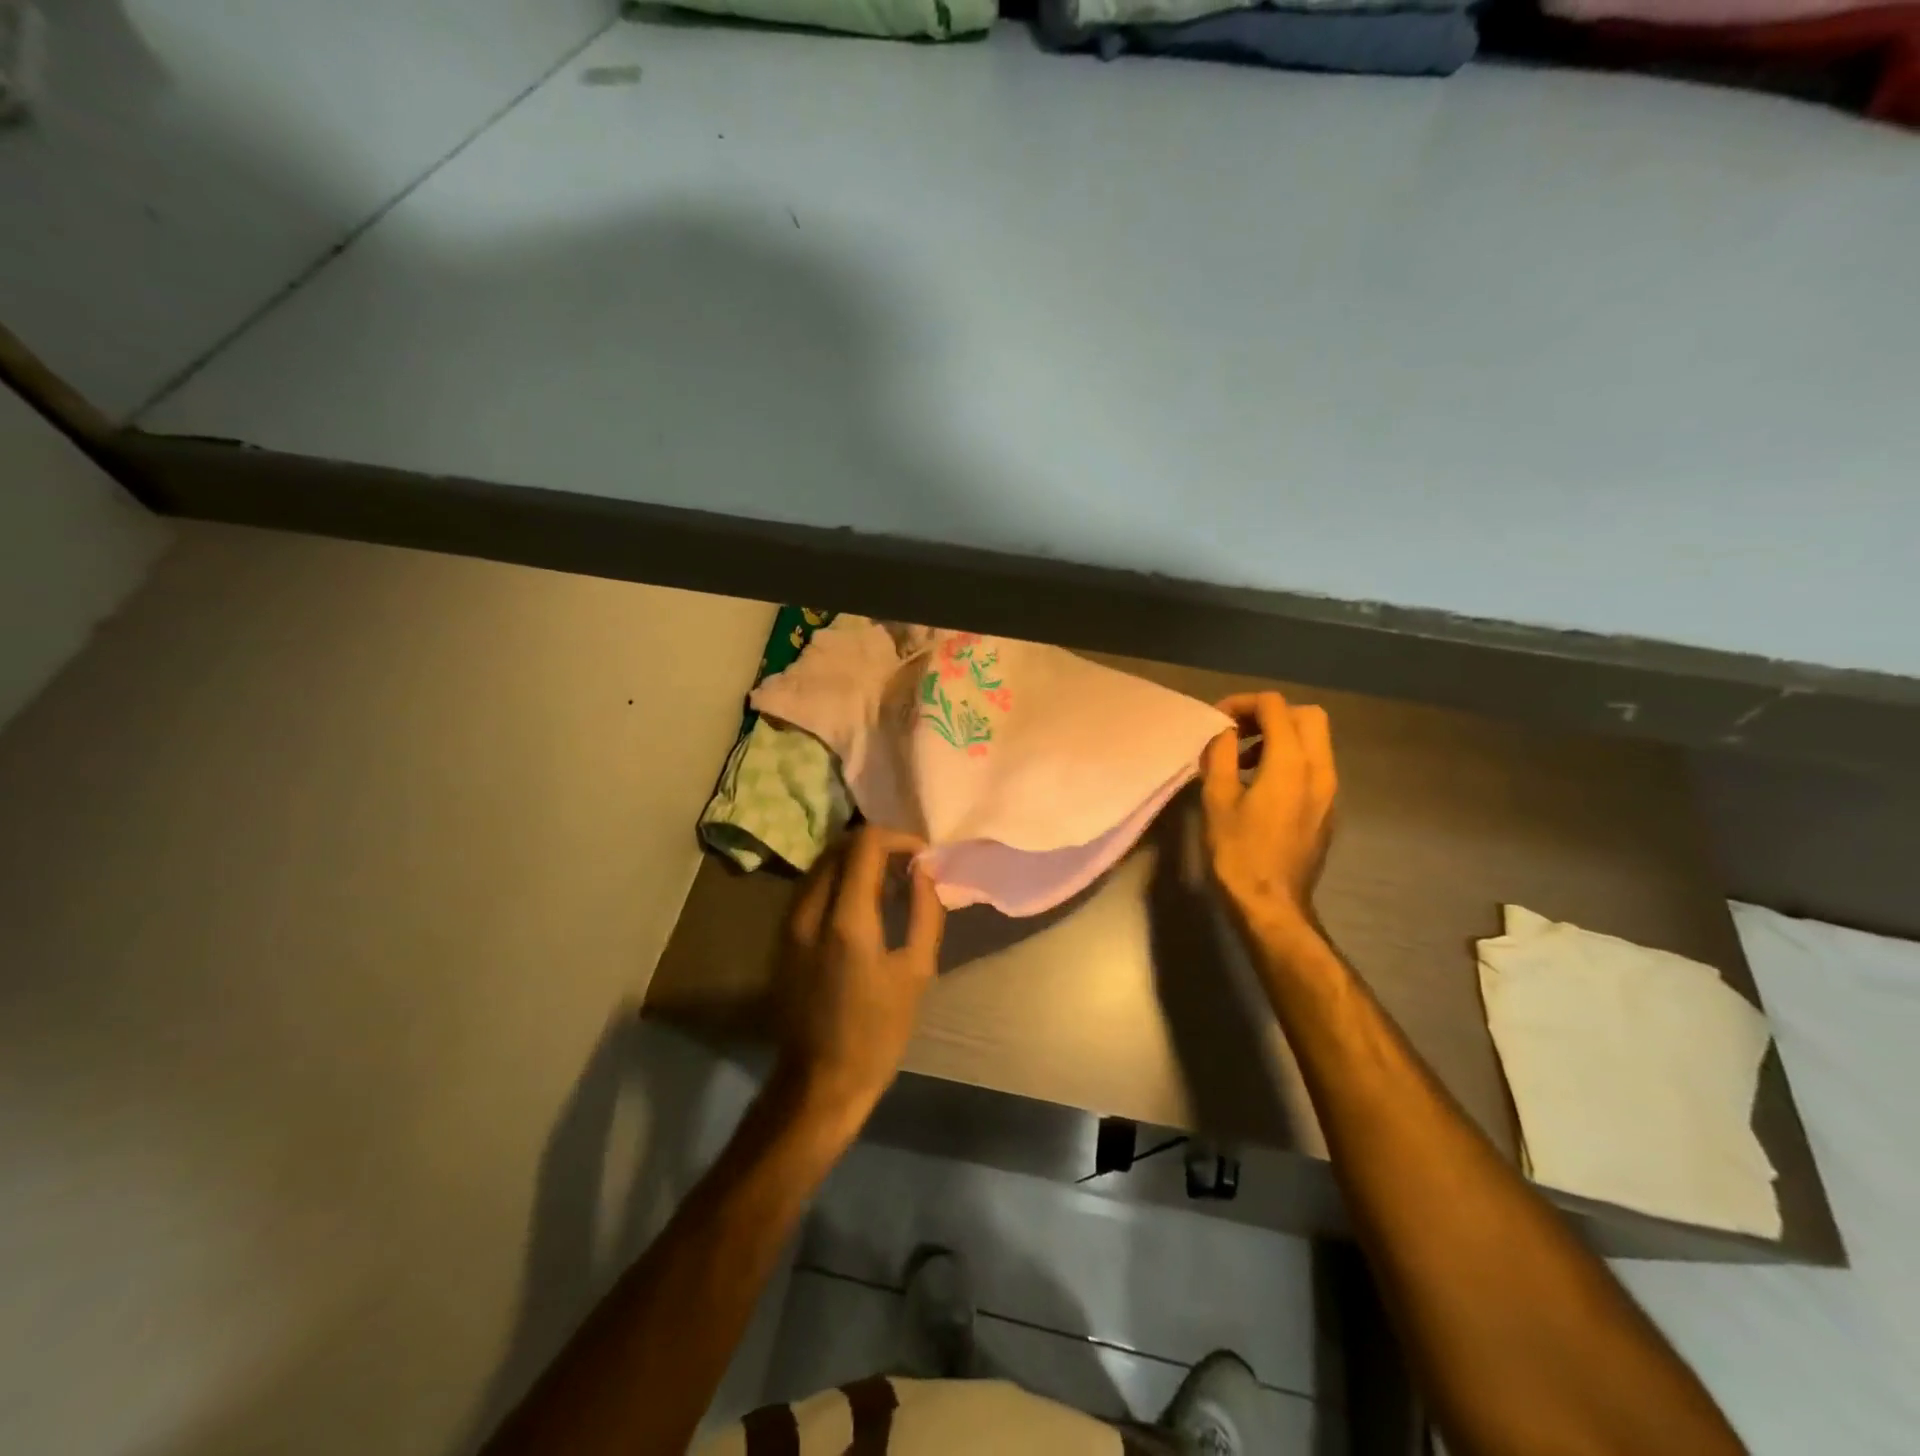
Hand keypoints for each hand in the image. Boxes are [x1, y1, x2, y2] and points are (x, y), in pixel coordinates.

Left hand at [774, 826, 945, 1124]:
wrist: (819, 1080)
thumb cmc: (878, 1032)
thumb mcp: (916, 972)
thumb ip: (924, 911)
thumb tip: (925, 870)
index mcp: (846, 920)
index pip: (865, 844)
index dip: (898, 838)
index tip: (921, 857)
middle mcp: (809, 910)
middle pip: (841, 845)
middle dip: (879, 846)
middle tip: (909, 869)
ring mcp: (789, 922)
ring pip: (823, 863)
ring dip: (858, 861)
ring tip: (890, 885)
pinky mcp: (782, 935)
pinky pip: (812, 886)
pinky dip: (840, 879)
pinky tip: (863, 905)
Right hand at [1200, 692, 1337, 939]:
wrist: (1272, 905)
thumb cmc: (1238, 852)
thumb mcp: (1217, 799)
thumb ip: (1220, 756)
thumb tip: (1224, 735)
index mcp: (1291, 762)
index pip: (1275, 706)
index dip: (1243, 704)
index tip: (1217, 721)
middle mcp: (1319, 769)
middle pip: (1307, 716)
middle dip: (1270, 714)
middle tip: (1237, 732)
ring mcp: (1329, 791)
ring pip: (1314, 741)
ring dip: (1280, 737)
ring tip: (1243, 760)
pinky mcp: (1327, 809)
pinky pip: (1314, 766)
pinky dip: (1289, 759)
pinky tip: (1260, 785)